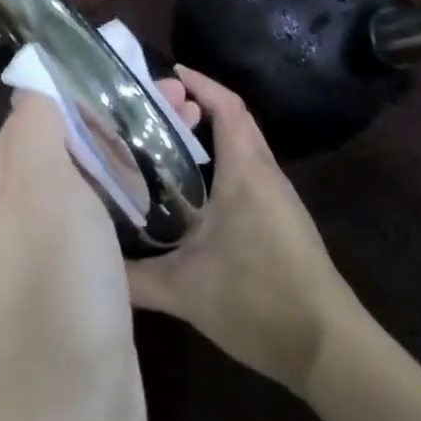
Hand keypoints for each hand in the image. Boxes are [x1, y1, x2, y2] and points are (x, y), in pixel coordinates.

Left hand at [0, 84, 188, 420]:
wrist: (70, 408)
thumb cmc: (56, 280)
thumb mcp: (41, 185)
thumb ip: (38, 124)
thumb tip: (35, 80)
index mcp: (5, 178)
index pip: (41, 107)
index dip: (84, 83)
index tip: (134, 68)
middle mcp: (25, 205)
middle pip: (73, 139)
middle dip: (119, 113)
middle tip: (179, 98)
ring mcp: (58, 244)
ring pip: (97, 175)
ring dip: (136, 148)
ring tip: (189, 128)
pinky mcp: (90, 275)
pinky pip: (113, 214)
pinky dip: (140, 191)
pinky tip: (175, 186)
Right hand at [127, 67, 360, 397]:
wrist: (329, 348)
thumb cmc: (258, 302)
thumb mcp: (186, 292)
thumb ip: (134, 277)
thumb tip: (92, 262)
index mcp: (245, 174)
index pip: (227, 108)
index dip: (201, 84)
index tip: (170, 72)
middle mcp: (265, 175)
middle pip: (236, 120)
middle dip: (200, 105)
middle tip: (158, 107)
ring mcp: (279, 197)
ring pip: (245, 146)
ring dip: (213, 133)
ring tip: (169, 140)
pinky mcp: (284, 219)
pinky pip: (251, 171)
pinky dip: (224, 161)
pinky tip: (197, 189)